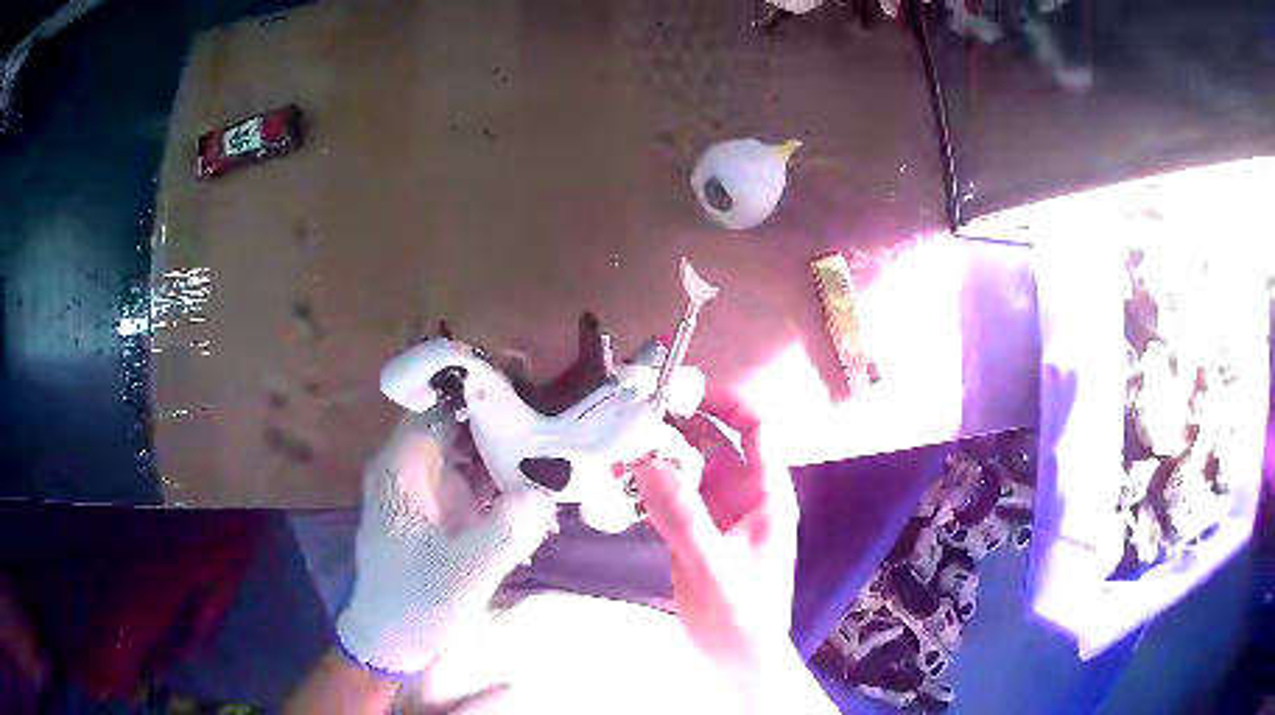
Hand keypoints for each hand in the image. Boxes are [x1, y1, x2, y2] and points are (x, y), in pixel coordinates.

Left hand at [336, 410, 556, 675]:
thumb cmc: (416, 602)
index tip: (532, 386)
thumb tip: (544, 491)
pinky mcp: (451, 511)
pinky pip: (483, 480)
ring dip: (515, 450)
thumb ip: (505, 532)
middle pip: (463, 424)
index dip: (482, 392)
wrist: (396, 640)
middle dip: (508, 420)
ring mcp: (435, 489)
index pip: (440, 406)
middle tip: (561, 419)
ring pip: (477, 450)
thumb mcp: (463, 573)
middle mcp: (417, 468)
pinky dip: (511, 481)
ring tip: (563, 449)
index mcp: (403, 468)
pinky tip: (545, 489)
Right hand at [635, 401, 833, 712]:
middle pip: (718, 441)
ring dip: (663, 451)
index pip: (756, 429)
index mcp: (766, 493)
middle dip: (683, 422)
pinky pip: (674, 495)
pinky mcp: (696, 531)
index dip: (727, 402)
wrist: (737, 656)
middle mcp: (744, 494)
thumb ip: (682, 517)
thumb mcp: (712, 565)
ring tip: (623, 437)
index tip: (685, 390)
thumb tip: (648, 461)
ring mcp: (719, 513)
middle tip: (638, 411)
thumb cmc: (742, 612)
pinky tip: (625, 477)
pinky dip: (653, 482)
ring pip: (692, 466)